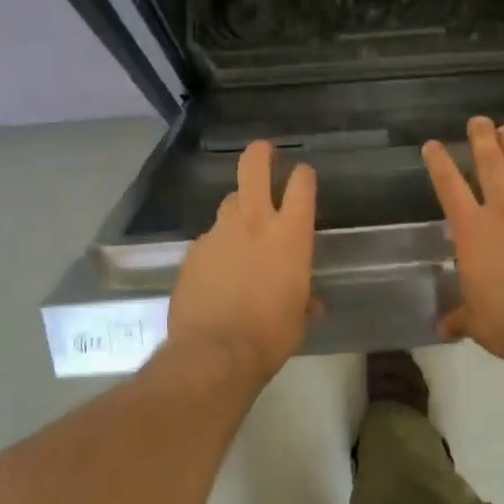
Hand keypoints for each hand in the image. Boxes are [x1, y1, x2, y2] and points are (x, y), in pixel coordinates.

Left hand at [167, 140, 318, 387]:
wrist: (214, 353)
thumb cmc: (270, 336)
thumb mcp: (298, 319)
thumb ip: (304, 301)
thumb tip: (310, 303)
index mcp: (290, 236)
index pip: (302, 187)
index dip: (303, 176)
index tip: (302, 174)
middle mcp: (254, 223)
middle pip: (253, 168)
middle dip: (260, 154)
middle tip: (264, 150)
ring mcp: (219, 233)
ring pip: (229, 203)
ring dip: (238, 208)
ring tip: (240, 228)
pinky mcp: (193, 251)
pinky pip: (209, 239)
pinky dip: (217, 247)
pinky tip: (217, 270)